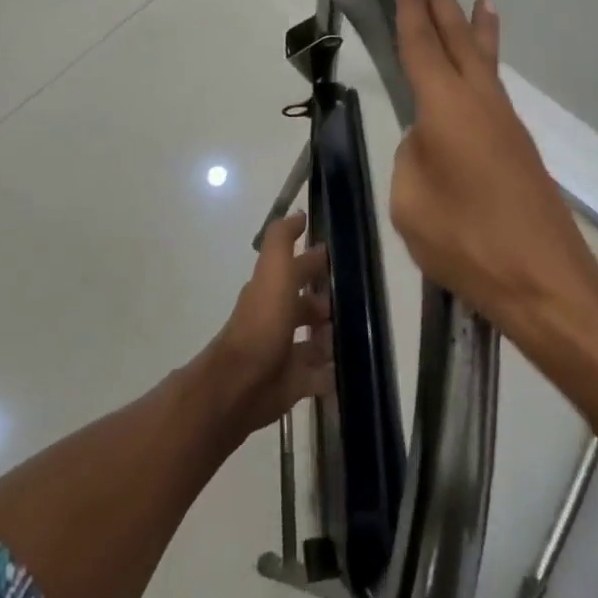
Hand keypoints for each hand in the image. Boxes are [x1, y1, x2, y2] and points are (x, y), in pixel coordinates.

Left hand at [203, 213, 333, 438]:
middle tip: (353, 300)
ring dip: (330, 335)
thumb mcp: (273, 270)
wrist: (242, 383)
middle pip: (304, 304)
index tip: (338, 256)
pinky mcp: (292, 383)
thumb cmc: (263, 322)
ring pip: (313, 339)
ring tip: (355, 333)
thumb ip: (282, 240)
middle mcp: (276, 317)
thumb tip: (298, 214)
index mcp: (271, 289)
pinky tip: (349, 367)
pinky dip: (331, 371)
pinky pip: (318, 375)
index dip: (314, 260)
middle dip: (325, 300)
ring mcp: (284, 351)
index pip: (297, 269)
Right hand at [390, 0, 597, 346]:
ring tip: (480, 0)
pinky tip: (483, 73)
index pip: (422, 48)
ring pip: (486, 63)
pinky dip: (488, 64)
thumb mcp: (411, 203)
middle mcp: (480, 104)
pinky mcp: (519, 148)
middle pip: (459, 42)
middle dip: (444, 7)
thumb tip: (429, 144)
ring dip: (476, 30)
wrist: (546, 281)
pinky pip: (496, 89)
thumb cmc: (467, 241)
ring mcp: (506, 124)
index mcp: (446, 109)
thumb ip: (412, 161)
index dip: (413, 13)